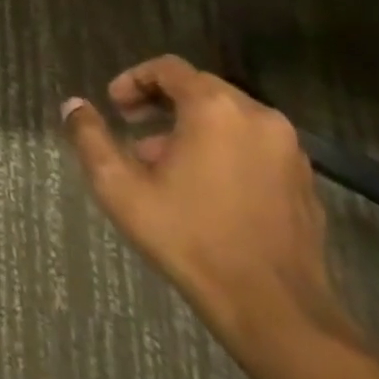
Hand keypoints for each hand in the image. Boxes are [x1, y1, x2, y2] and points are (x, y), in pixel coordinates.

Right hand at [60, 55, 358, 359]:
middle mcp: (258, 117)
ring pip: (229, 118)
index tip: (115, 107)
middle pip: (200, 88)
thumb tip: (73, 105)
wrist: (275, 309)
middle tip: (133, 131)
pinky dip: (224, 150)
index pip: (168, 69)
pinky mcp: (305, 181)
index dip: (134, 80)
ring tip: (165, 165)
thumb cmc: (190, 238)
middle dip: (161, 104)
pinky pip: (254, 146)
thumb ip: (90, 138)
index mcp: (214, 109)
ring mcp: (289, 150)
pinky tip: (205, 189)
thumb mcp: (120, 188)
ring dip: (192, 128)